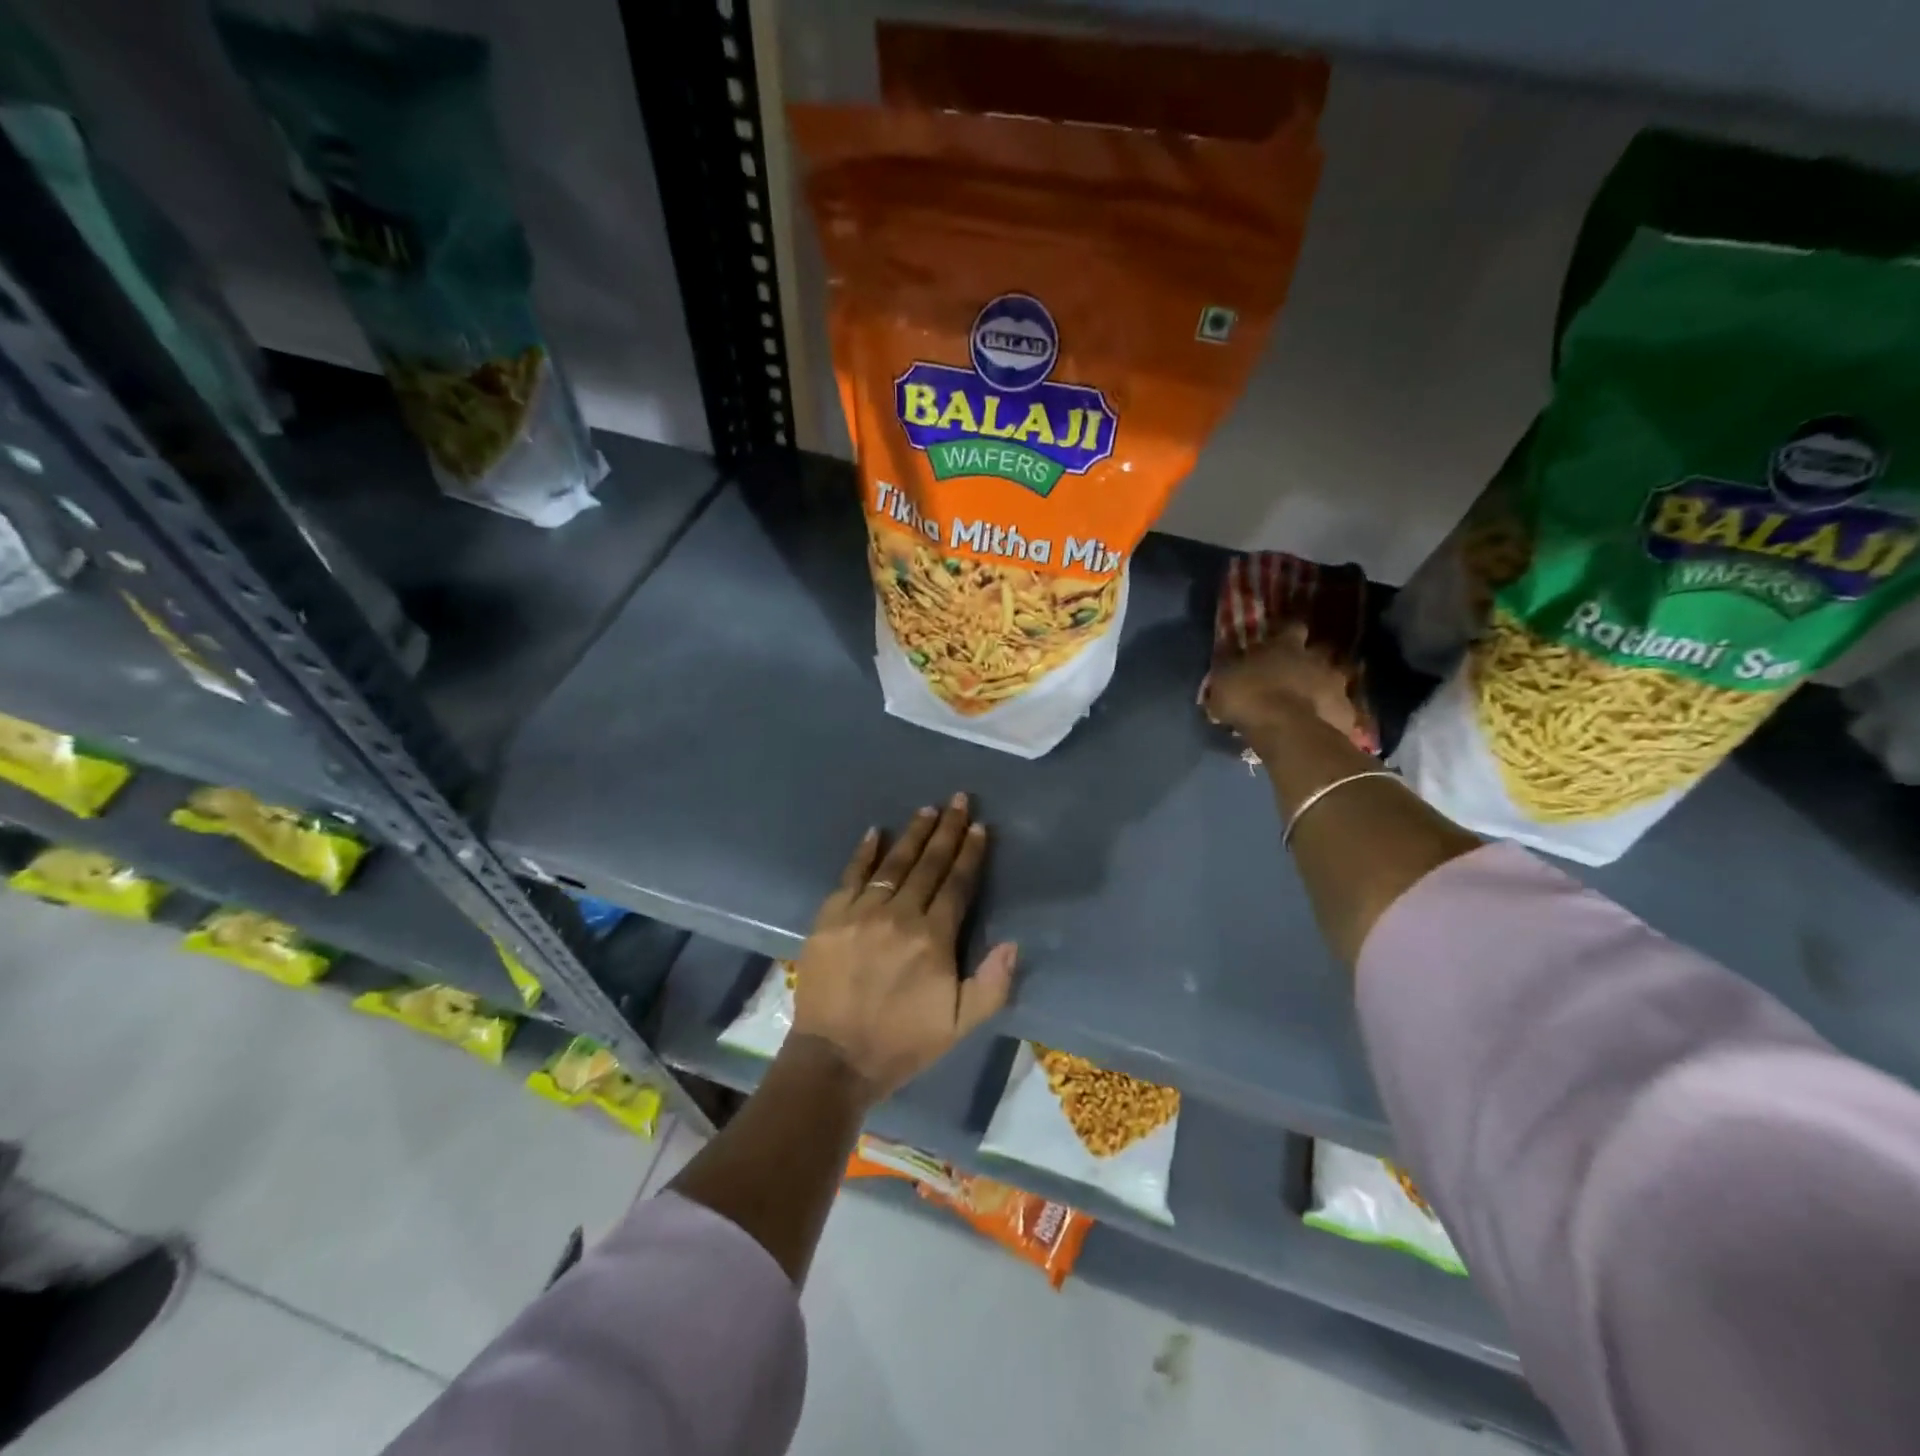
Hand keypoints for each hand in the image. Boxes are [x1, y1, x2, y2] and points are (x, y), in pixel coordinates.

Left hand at [788, 793, 1016, 1102]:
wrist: (835, 1059)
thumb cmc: (903, 1042)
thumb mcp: (960, 1025)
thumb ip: (992, 984)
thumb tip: (1012, 942)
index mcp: (933, 939)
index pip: (957, 884)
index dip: (969, 853)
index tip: (978, 826)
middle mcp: (899, 916)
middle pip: (928, 865)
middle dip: (946, 830)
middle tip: (957, 799)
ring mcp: (861, 913)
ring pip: (893, 864)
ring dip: (912, 835)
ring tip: (926, 810)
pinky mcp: (829, 918)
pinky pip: (850, 876)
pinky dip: (864, 853)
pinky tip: (875, 832)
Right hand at [1204, 623, 1359, 742]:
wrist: (1287, 731)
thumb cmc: (1249, 698)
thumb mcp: (1223, 682)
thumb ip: (1229, 670)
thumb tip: (1226, 662)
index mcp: (1286, 646)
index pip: (1293, 627)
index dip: (1287, 633)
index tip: (1281, 640)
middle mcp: (1316, 659)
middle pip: (1320, 652)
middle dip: (1311, 661)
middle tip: (1297, 675)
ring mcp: (1337, 685)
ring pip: (1334, 680)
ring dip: (1323, 688)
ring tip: (1309, 704)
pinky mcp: (1347, 712)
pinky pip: (1339, 710)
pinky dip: (1330, 715)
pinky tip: (1318, 726)